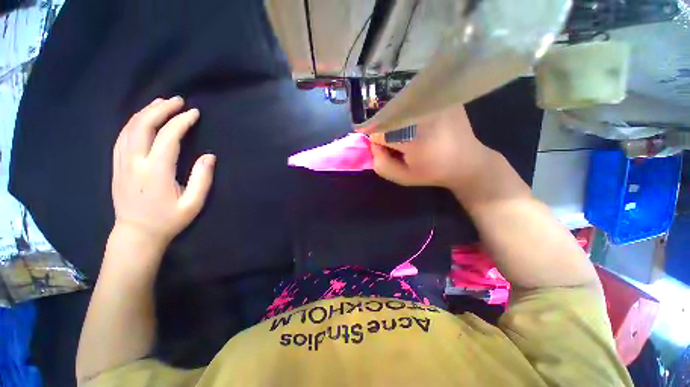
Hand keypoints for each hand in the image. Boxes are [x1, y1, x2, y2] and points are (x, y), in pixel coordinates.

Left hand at [112, 96, 214, 244]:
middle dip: (161, 109)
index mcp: (155, 172)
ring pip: (129, 128)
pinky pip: (122, 136)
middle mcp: (134, 162)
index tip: (194, 113)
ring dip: (146, 112)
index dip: (181, 122)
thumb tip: (209, 156)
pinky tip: (143, 118)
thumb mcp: (193, 204)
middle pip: (143, 125)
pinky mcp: (117, 165)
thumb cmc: (169, 220)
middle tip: (177, 100)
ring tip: (161, 103)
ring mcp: (122, 162)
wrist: (137, 234)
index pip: (167, 137)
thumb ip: (202, 178)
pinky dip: (134, 122)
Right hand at [370, 104, 493, 192]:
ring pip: (400, 106)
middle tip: (396, 143)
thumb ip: (380, 164)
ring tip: (409, 134)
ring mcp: (435, 102)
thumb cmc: (432, 172)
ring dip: (396, 120)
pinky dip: (409, 112)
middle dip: (385, 129)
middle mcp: (424, 115)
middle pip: (388, 115)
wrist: (467, 162)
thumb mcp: (402, 177)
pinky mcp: (442, 97)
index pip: (378, 132)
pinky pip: (415, 102)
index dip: (377, 141)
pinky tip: (420, 125)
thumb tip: (374, 143)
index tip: (384, 149)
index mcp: (413, 138)